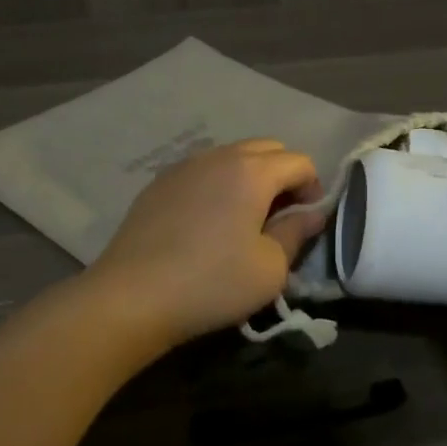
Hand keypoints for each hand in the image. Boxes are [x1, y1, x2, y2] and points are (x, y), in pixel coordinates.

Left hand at [87, 140, 328, 352]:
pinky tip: (209, 221)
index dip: (314, 188)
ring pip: (232, 156)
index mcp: (253, 171)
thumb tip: (311, 214)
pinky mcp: (159, 182)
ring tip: (246, 217)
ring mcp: (185, 166)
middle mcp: (220, 156)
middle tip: (281, 215)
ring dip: (250, 177)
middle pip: (267, 149)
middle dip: (284, 175)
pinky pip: (203, 170)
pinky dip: (219, 184)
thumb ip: (297, 233)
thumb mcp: (271, 268)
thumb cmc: (212, 283)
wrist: (132, 296)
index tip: (308, 220)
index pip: (300, 162)